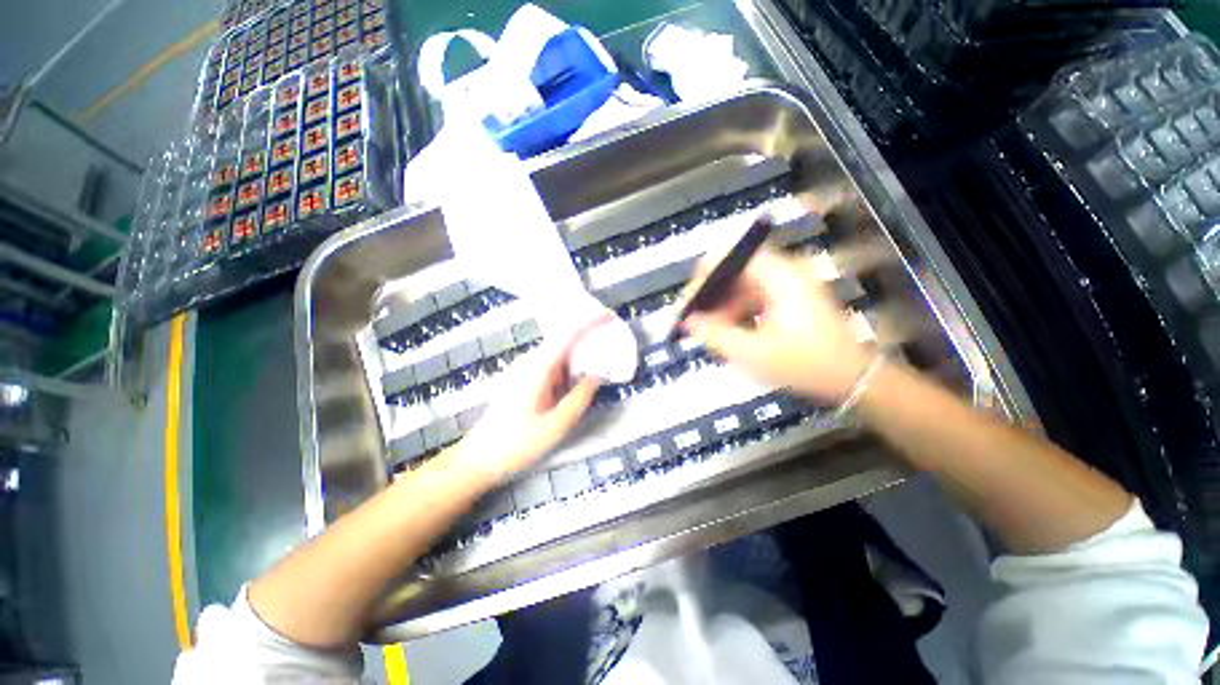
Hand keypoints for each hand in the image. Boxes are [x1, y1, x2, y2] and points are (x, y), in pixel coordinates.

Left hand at [455, 315, 607, 484]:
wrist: (479, 459)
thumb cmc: (517, 444)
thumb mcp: (556, 425)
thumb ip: (580, 397)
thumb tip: (598, 373)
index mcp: (538, 368)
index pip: (567, 335)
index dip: (589, 322)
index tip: (609, 316)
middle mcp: (529, 362)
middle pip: (563, 341)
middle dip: (588, 339)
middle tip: (611, 345)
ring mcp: (524, 369)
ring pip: (558, 354)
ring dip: (578, 356)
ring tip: (599, 363)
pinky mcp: (522, 378)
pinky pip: (551, 365)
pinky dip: (568, 368)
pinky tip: (577, 380)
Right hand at [683, 247, 872, 403]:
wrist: (852, 379)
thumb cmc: (806, 364)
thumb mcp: (754, 353)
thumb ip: (715, 335)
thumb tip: (689, 321)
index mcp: (781, 277)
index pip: (733, 255)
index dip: (706, 272)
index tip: (690, 296)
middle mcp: (786, 273)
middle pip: (736, 271)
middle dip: (712, 294)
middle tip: (695, 318)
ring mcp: (789, 286)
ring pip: (742, 286)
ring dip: (723, 305)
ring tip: (710, 330)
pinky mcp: (789, 300)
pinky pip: (753, 298)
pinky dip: (737, 312)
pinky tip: (729, 332)